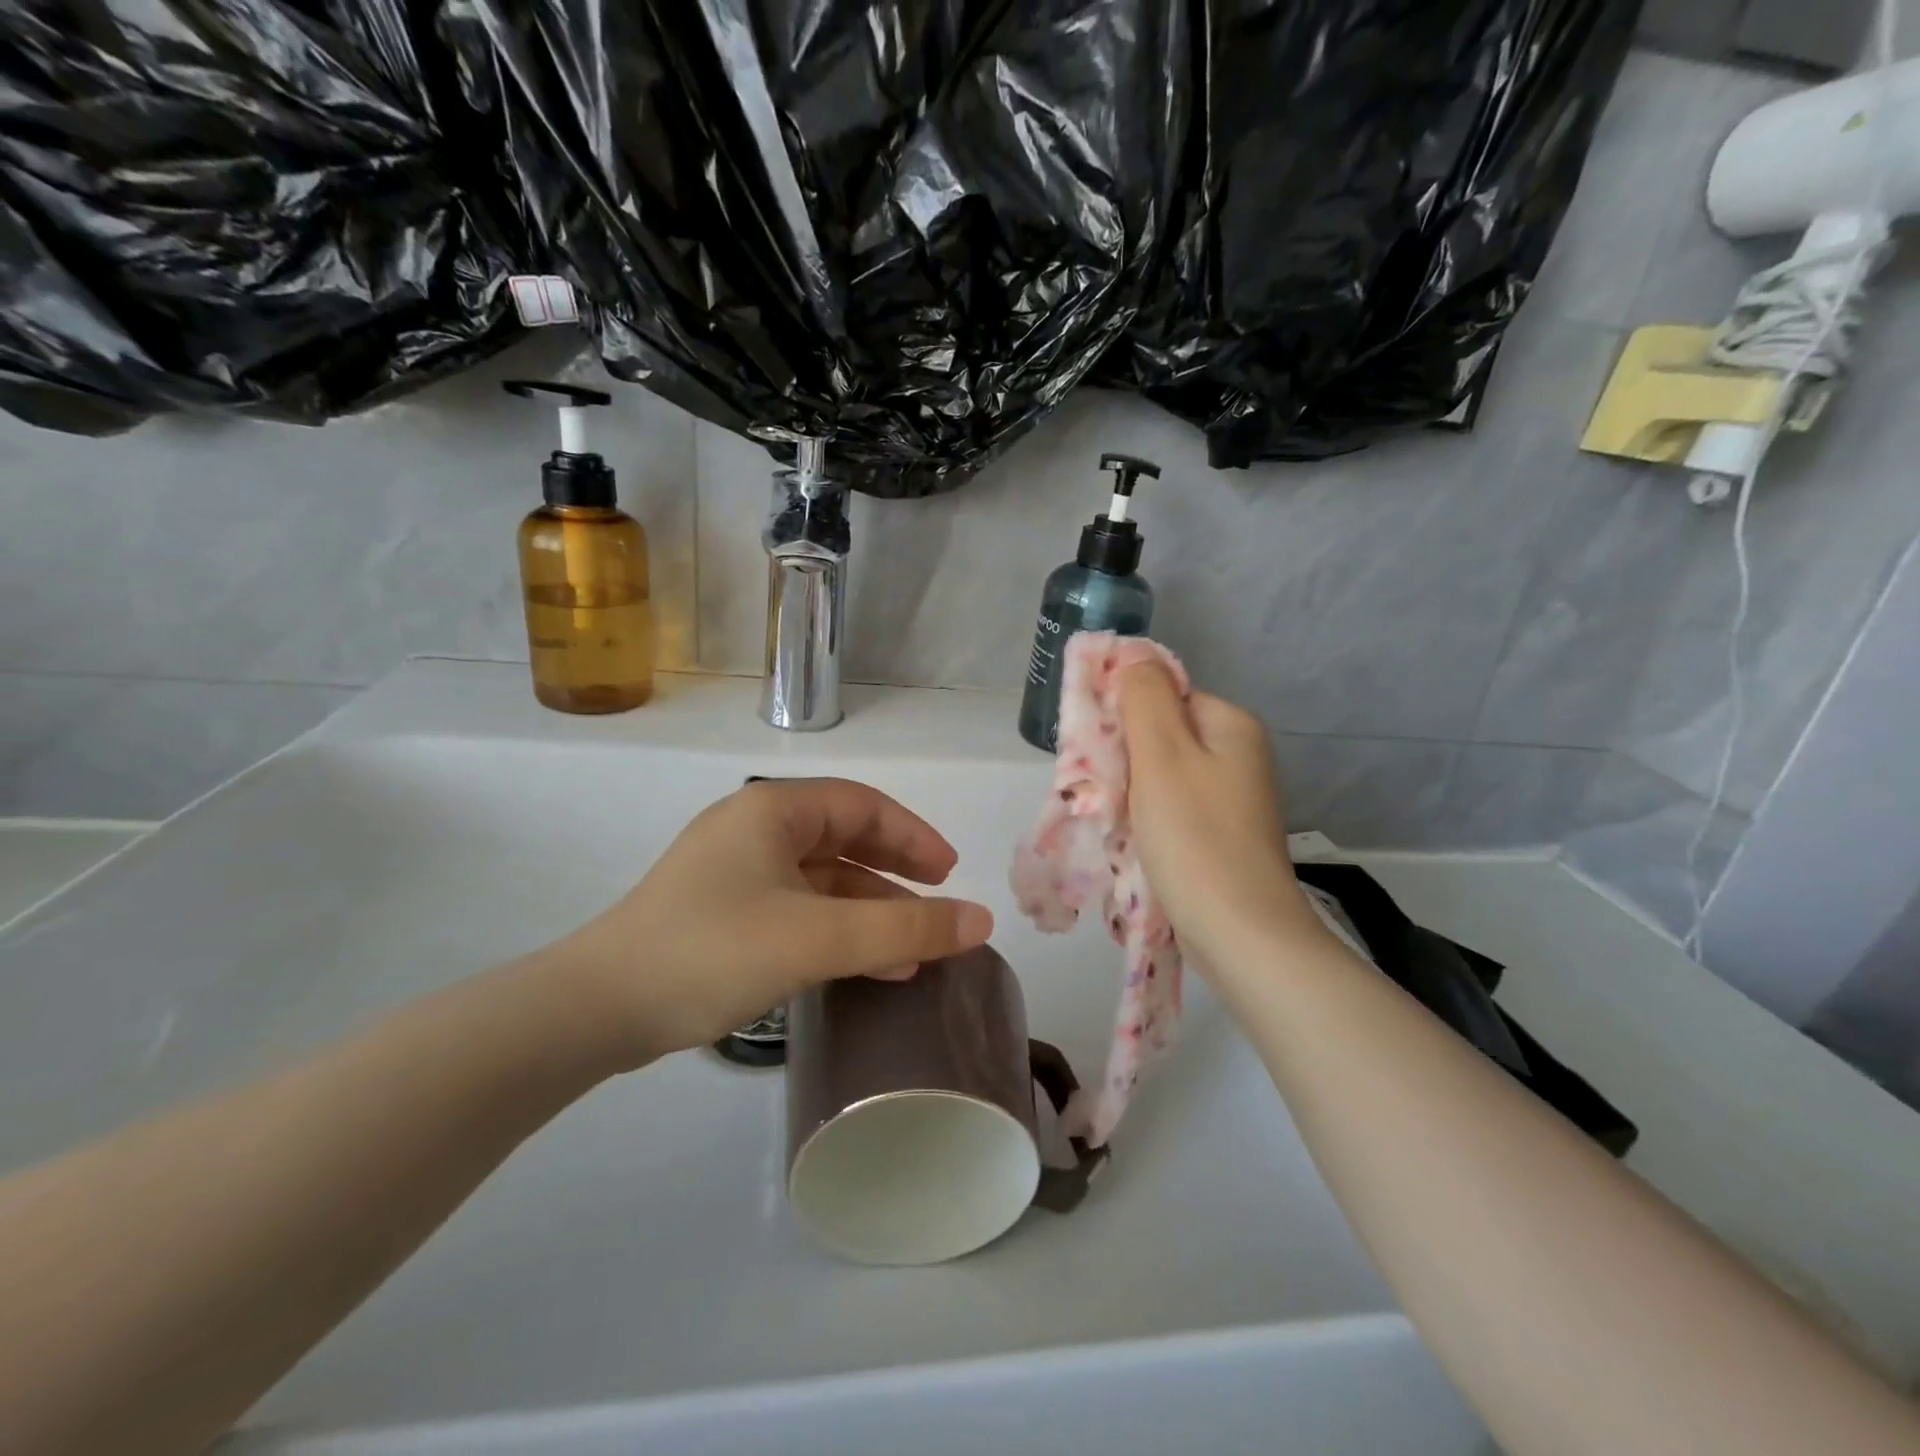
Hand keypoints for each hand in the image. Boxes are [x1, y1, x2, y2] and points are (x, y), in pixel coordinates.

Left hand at [541, 778, 993, 1065]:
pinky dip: (834, 930)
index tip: (949, 873)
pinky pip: (796, 909)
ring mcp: (734, 872)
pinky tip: (860, 967)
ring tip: (909, 954)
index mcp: (773, 810)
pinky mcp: (721, 913)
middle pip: (843, 839)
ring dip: (867, 911)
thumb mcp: (819, 939)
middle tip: (935, 903)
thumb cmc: (714, 951)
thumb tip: (981, 921)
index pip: (863, 805)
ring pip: (821, 880)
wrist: (596, 1010)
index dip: (913, 836)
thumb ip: (905, 929)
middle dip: (894, 872)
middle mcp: (754, 829)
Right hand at [1119, 662, 1308, 963]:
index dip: (1123, 716)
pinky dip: (1146, 821)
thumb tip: (1133, 654)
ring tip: (1113, 821)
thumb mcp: (1162, 755)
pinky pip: (1171, 810)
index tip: (1097, 753)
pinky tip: (1132, 844)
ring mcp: (1231, 799)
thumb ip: (1144, 697)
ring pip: (1161, 777)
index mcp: (1229, 725)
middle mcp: (1237, 755)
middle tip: (1101, 791)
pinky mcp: (1220, 835)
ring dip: (1130, 793)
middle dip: (1123, 759)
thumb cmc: (1195, 838)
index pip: (1162, 696)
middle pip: (1160, 736)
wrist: (1240, 934)